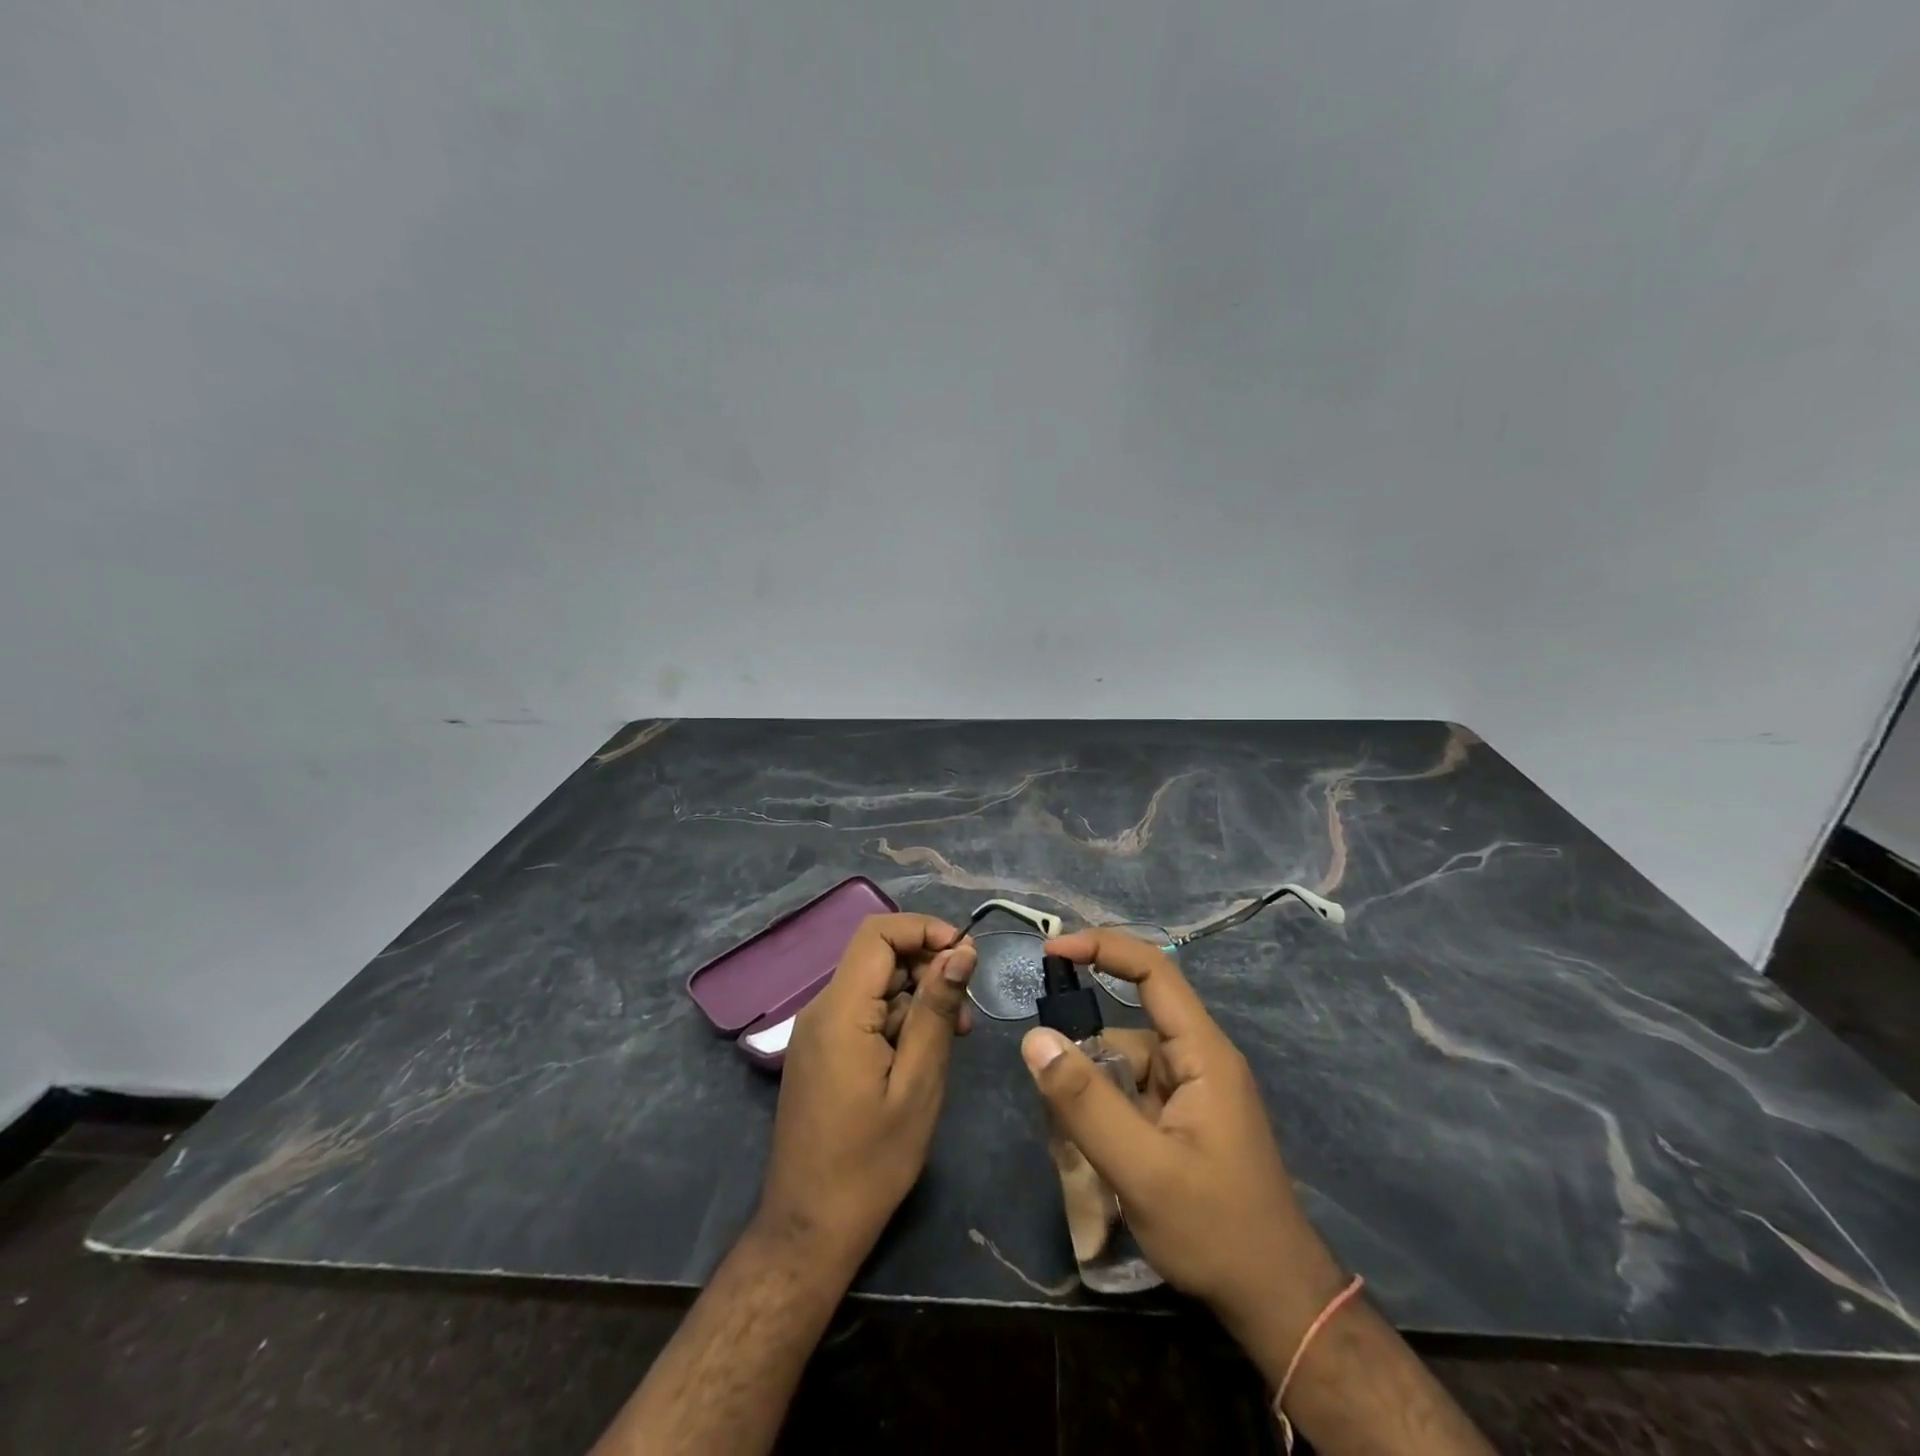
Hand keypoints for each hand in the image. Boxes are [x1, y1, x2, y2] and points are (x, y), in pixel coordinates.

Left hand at [756, 914, 977, 1272]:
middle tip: (965, 1011)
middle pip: (878, 956)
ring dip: (918, 997)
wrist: (811, 1227)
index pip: (878, 933)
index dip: (924, 929)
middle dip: (927, 967)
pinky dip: (899, 1019)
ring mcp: (818, 1030)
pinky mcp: (822, 1050)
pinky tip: (923, 1054)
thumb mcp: (918, 1082)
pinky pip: (865, 1012)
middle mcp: (821, 1009)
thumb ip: (937, 1009)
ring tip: (954, 1037)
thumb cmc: (871, 1161)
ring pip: (875, 984)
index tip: (965, 956)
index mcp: (840, 1010)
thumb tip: (961, 950)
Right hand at [1020, 929, 1343, 1342]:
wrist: (1277, 1303)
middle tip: (1052, 1106)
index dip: (1103, 948)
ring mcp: (1190, 1092)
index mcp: (1201, 1053)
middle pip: (1124, 1029)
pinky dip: (1104, 1117)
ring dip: (1091, 1097)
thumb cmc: (1218, 1231)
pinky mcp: (1181, 1120)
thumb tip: (1035, 1039)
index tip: (1052, 949)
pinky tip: (1094, 1160)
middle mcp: (1196, 1060)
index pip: (1153, 971)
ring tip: (1074, 1151)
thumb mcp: (1143, 1170)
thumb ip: (1086, 1103)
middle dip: (1083, 1059)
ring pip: (1121, 1068)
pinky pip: (1129, 1097)